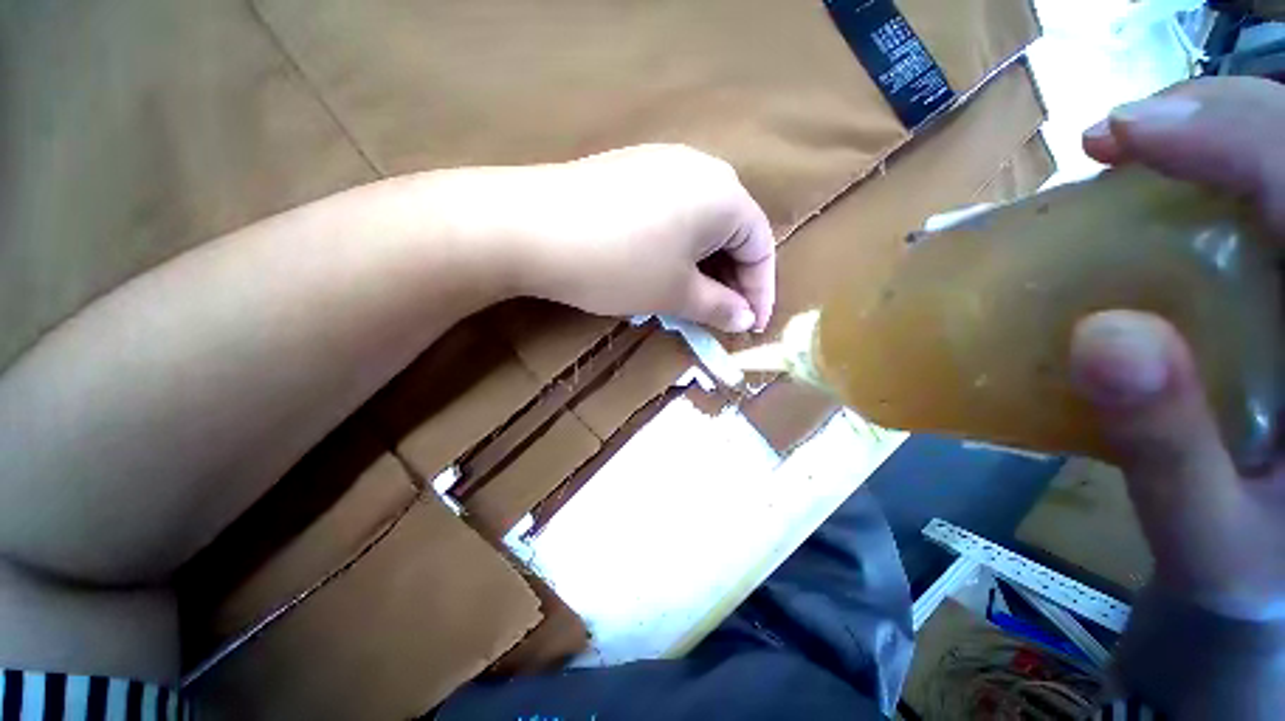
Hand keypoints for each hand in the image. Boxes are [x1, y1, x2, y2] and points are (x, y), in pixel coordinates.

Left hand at [451, 144, 775, 332]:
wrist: (531, 227)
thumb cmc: (619, 265)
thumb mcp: (676, 292)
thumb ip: (718, 306)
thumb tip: (744, 319)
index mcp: (724, 193)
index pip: (761, 246)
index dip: (760, 291)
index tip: (752, 326)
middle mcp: (700, 167)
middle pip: (732, 231)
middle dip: (732, 278)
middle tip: (724, 315)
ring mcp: (661, 163)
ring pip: (700, 223)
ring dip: (704, 264)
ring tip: (695, 297)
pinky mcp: (631, 170)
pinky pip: (672, 212)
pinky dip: (678, 246)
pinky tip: (664, 266)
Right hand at [1071, 77, 1284, 619]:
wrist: (1279, 563)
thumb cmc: (1249, 562)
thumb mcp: (1204, 532)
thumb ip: (1166, 447)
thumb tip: (1104, 335)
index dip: (1226, 139)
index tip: (1124, 133)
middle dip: (1216, 120)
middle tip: (1120, 137)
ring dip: (1216, 135)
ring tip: (1138, 149)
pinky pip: (1275, 199)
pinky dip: (1224, 169)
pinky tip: (1173, 185)